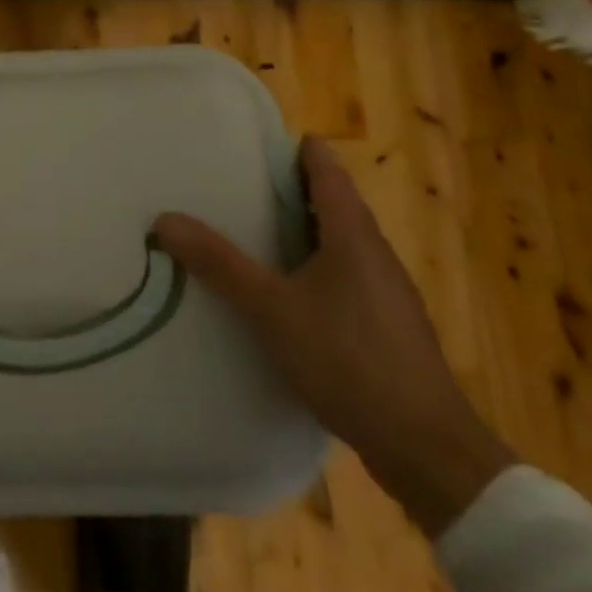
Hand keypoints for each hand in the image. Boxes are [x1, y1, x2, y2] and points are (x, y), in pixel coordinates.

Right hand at [153, 137, 514, 534]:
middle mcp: (375, 253)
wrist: (427, 450)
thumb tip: (164, 219)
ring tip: (252, 229)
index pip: (326, 169)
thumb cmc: (349, 360)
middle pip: (332, 202)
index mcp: (353, 234)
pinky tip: (285, 290)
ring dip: (301, 229)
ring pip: (339, 241)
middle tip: (237, 182)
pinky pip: (345, 275)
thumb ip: (219, 263)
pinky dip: (313, 265)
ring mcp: (386, 292)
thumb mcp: (272, 309)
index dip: (295, 149)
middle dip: (289, 188)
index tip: (254, 140)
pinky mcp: (387, 326)